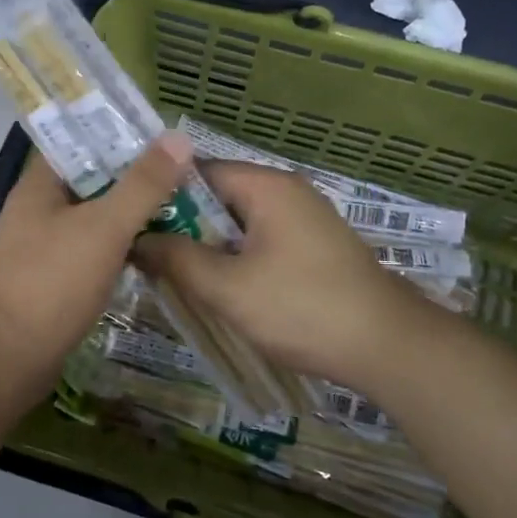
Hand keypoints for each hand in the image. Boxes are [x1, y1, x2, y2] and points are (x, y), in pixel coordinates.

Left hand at [0, 133, 193, 379]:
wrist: (8, 357)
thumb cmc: (52, 281)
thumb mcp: (104, 227)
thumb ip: (143, 184)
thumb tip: (178, 137)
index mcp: (40, 185)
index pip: (80, 140)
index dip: (120, 133)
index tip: (163, 136)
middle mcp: (38, 209)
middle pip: (92, 179)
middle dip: (134, 176)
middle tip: (183, 173)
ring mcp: (44, 246)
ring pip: (94, 217)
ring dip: (129, 213)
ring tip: (179, 206)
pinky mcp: (53, 279)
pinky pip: (92, 250)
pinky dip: (119, 246)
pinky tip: (151, 249)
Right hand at [134, 161, 436, 387]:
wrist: (387, 346)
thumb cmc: (302, 308)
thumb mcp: (228, 287)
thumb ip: (177, 259)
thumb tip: (136, 240)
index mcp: (266, 186)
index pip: (197, 172)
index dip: (160, 194)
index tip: (129, 221)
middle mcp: (286, 192)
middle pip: (218, 197)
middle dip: (181, 224)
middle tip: (142, 254)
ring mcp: (304, 220)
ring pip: (237, 223)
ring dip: (206, 245)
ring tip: (169, 273)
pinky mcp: (313, 247)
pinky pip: (259, 241)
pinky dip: (234, 258)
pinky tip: (215, 286)